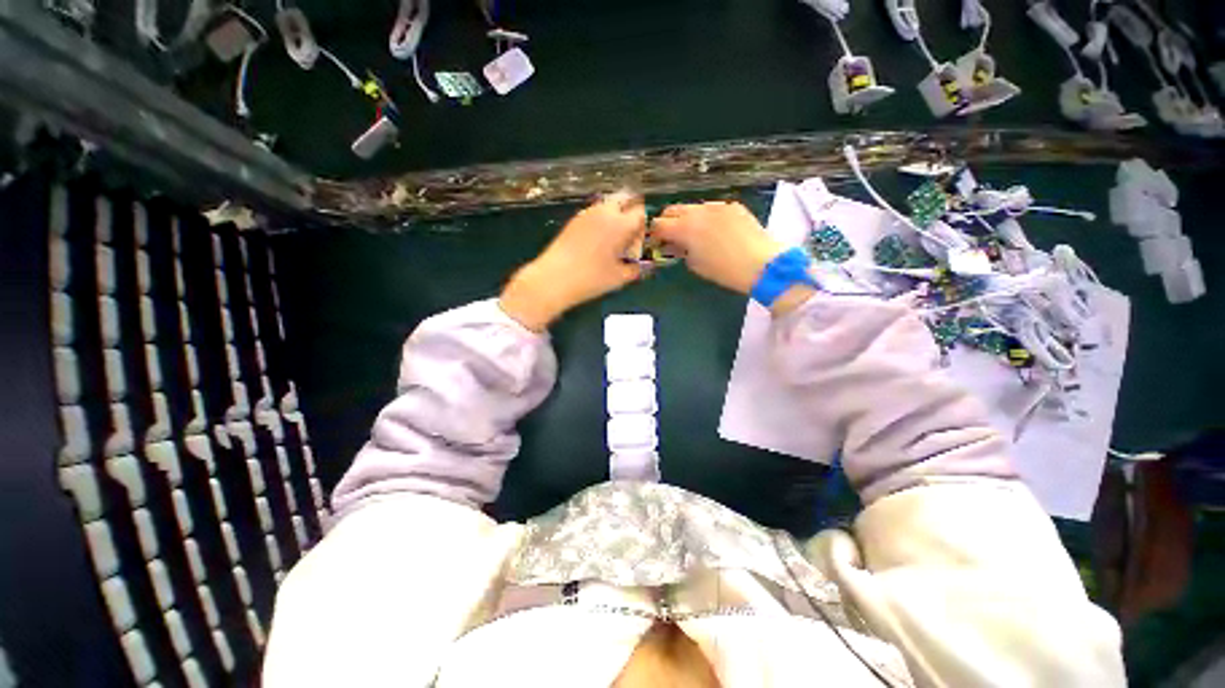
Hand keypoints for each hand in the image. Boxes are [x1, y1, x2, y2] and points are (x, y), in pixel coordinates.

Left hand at [500, 191, 646, 330]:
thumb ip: (636, 269)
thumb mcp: (619, 278)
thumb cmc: (591, 279)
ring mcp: (587, 213)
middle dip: (630, 215)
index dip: (642, 228)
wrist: (553, 279)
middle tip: (627, 238)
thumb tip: (643, 266)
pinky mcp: (574, 220)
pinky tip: (595, 244)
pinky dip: (601, 222)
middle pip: (625, 200)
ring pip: (609, 205)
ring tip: (611, 243)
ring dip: (615, 218)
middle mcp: (605, 212)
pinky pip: (595, 213)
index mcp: (620, 223)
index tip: (637, 246)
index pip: (640, 213)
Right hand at [649, 201, 785, 294]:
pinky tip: (715, 230)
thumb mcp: (695, 265)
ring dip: (687, 218)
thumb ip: (681, 251)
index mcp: (684, 228)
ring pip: (693, 207)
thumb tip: (675, 245)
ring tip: (694, 233)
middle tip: (671, 237)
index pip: (658, 224)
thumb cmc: (724, 271)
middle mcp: (698, 211)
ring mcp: (716, 205)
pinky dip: (706, 217)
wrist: (763, 264)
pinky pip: (712, 208)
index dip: (654, 234)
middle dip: (667, 222)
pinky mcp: (732, 206)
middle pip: (672, 209)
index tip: (657, 243)